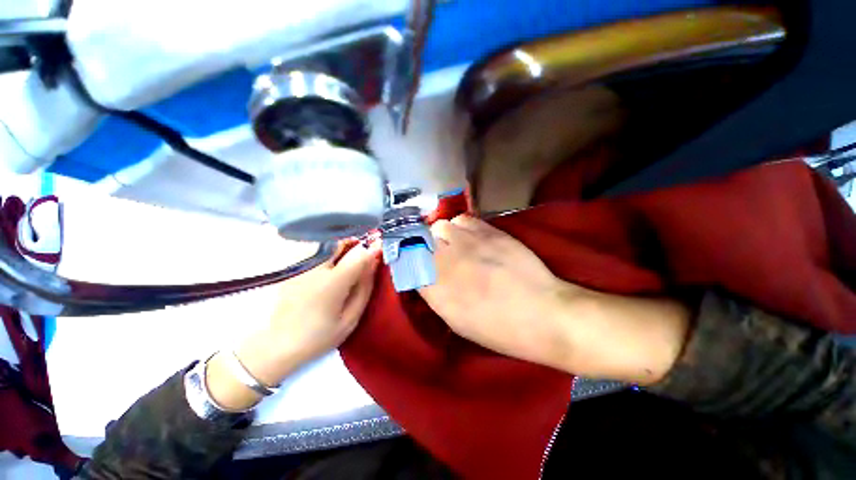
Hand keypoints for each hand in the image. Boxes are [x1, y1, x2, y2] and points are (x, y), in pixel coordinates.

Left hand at [208, 241, 380, 409]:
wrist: (275, 344)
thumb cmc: (318, 336)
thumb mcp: (350, 318)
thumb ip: (365, 287)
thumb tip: (374, 261)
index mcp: (332, 283)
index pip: (359, 255)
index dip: (373, 247)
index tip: (380, 245)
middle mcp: (314, 267)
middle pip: (340, 240)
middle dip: (355, 242)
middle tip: (360, 253)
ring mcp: (298, 264)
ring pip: (325, 240)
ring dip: (339, 243)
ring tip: (344, 256)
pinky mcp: (290, 264)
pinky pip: (311, 246)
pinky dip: (324, 247)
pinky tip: (327, 260)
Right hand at [418, 215, 574, 368]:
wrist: (543, 313)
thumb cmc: (498, 328)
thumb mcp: (457, 322)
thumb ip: (435, 295)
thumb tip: (425, 276)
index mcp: (435, 289)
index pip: (406, 263)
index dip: (407, 260)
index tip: (412, 263)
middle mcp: (445, 261)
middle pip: (419, 239)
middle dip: (424, 247)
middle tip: (437, 256)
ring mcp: (467, 242)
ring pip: (440, 226)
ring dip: (443, 235)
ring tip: (455, 245)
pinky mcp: (488, 231)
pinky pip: (463, 219)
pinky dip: (462, 227)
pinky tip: (471, 238)